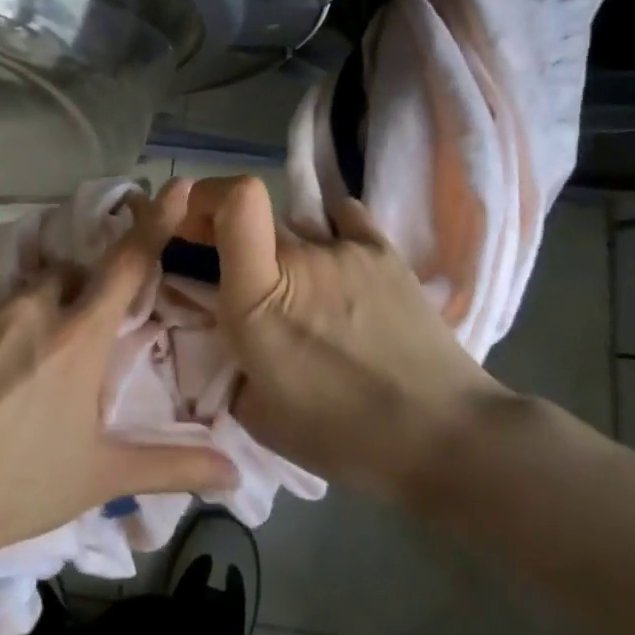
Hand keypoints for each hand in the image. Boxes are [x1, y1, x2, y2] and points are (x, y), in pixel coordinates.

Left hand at [0, 183, 236, 559]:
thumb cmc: (19, 485)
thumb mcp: (100, 476)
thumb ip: (172, 465)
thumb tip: (236, 474)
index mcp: (77, 337)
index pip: (126, 264)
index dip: (154, 223)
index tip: (176, 186)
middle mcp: (30, 307)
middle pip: (61, 279)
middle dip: (68, 300)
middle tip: (56, 352)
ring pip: (8, 298)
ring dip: (14, 322)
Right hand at [178, 176, 508, 502]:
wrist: (443, 438)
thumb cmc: (343, 437)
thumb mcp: (257, 412)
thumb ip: (227, 362)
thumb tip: (223, 332)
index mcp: (257, 299)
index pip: (233, 201)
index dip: (204, 196)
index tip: (191, 221)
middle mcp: (300, 258)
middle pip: (252, 216)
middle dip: (231, 233)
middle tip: (243, 274)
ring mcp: (346, 249)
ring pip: (295, 227)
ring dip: (285, 251)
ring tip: (307, 293)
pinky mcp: (384, 251)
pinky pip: (343, 219)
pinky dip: (331, 232)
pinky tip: (340, 264)